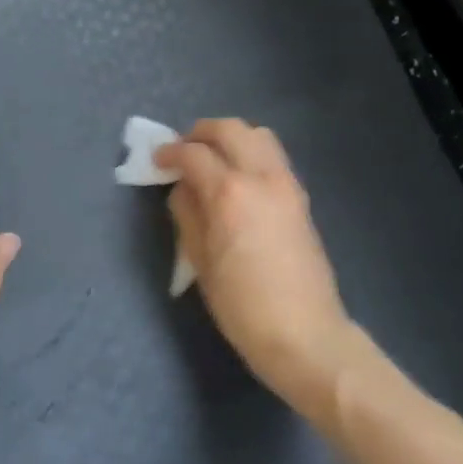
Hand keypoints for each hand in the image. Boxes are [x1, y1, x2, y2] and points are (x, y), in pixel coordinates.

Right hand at [158, 118, 355, 407]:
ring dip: (231, 138)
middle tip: (183, 151)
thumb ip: (187, 214)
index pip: (194, 154)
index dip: (170, 152)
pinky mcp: (301, 198)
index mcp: (230, 192)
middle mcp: (261, 176)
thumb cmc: (242, 305)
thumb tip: (183, 188)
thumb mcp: (200, 262)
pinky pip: (273, 157)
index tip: (157, 160)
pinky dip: (251, 154)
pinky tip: (238, 180)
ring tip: (212, 160)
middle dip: (201, 133)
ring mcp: (287, 184)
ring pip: (259, 135)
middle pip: (231, 129)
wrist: (304, 334)